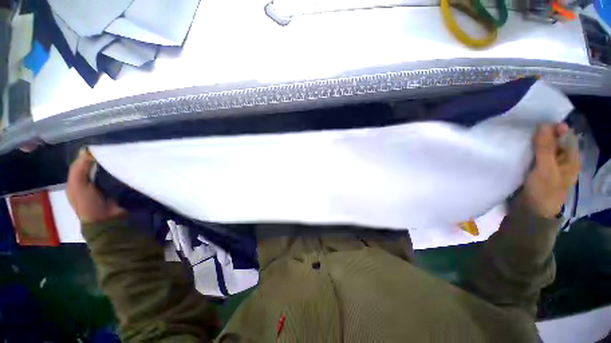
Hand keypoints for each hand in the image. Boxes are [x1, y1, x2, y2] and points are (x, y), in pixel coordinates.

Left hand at [67, 149, 124, 223]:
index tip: (100, 146)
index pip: (82, 163)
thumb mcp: (78, 185)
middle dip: (102, 158)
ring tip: (122, 156)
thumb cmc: (88, 203)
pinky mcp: (116, 188)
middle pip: (95, 166)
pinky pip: (117, 176)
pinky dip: (120, 171)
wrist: (107, 220)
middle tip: (113, 150)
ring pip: (107, 170)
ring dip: (112, 164)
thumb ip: (79, 168)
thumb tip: (86, 149)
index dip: (88, 154)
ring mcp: (103, 185)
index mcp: (77, 180)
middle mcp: (89, 181)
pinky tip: (126, 166)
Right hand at [519, 123, 579, 218]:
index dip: (553, 127)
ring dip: (532, 142)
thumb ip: (545, 148)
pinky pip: (532, 155)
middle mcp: (561, 159)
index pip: (565, 135)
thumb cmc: (543, 192)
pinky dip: (526, 150)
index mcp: (570, 158)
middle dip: (541, 134)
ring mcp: (547, 165)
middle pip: (553, 140)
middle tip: (524, 128)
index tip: (536, 122)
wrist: (529, 212)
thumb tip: (543, 123)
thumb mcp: (546, 169)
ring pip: (541, 147)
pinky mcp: (534, 169)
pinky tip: (517, 148)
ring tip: (519, 136)